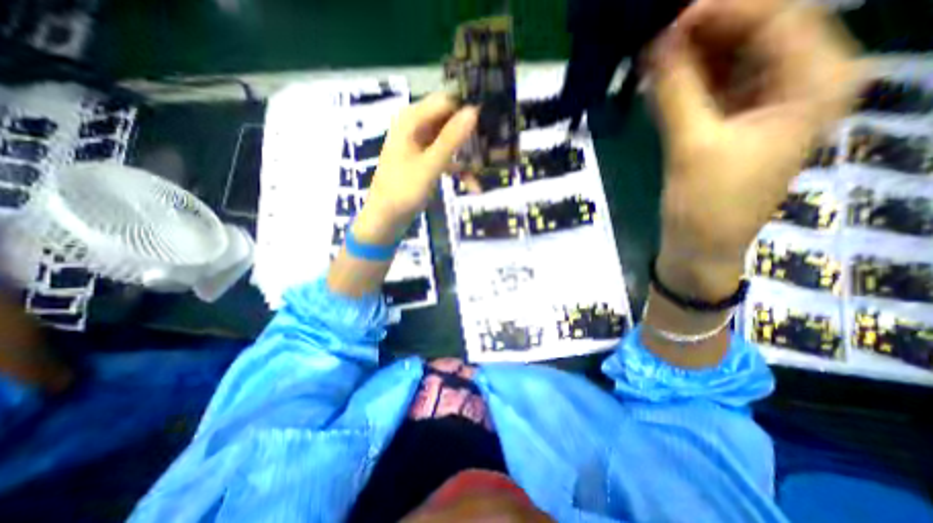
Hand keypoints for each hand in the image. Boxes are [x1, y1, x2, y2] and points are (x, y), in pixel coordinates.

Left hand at [353, 92, 476, 241]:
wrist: (385, 219)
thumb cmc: (403, 190)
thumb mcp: (430, 164)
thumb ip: (452, 138)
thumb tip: (474, 111)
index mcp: (411, 120)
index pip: (446, 102)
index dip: (467, 110)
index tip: (491, 123)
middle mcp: (416, 128)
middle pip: (450, 122)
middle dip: (470, 138)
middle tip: (492, 149)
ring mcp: (421, 146)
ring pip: (451, 143)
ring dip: (467, 158)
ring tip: (484, 170)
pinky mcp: (425, 162)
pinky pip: (446, 160)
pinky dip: (459, 171)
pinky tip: (474, 186)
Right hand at [651, 0, 859, 298]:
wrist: (699, 247)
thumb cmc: (706, 205)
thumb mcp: (692, 146)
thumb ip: (676, 92)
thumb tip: (656, 43)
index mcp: (813, 81)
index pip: (775, 17)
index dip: (720, 10)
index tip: (668, 20)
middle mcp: (794, 82)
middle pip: (749, 34)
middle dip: (698, 34)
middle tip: (651, 39)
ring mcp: (757, 103)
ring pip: (722, 62)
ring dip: (683, 60)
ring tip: (646, 61)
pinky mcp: (727, 122)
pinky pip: (705, 89)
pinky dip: (678, 85)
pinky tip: (652, 85)